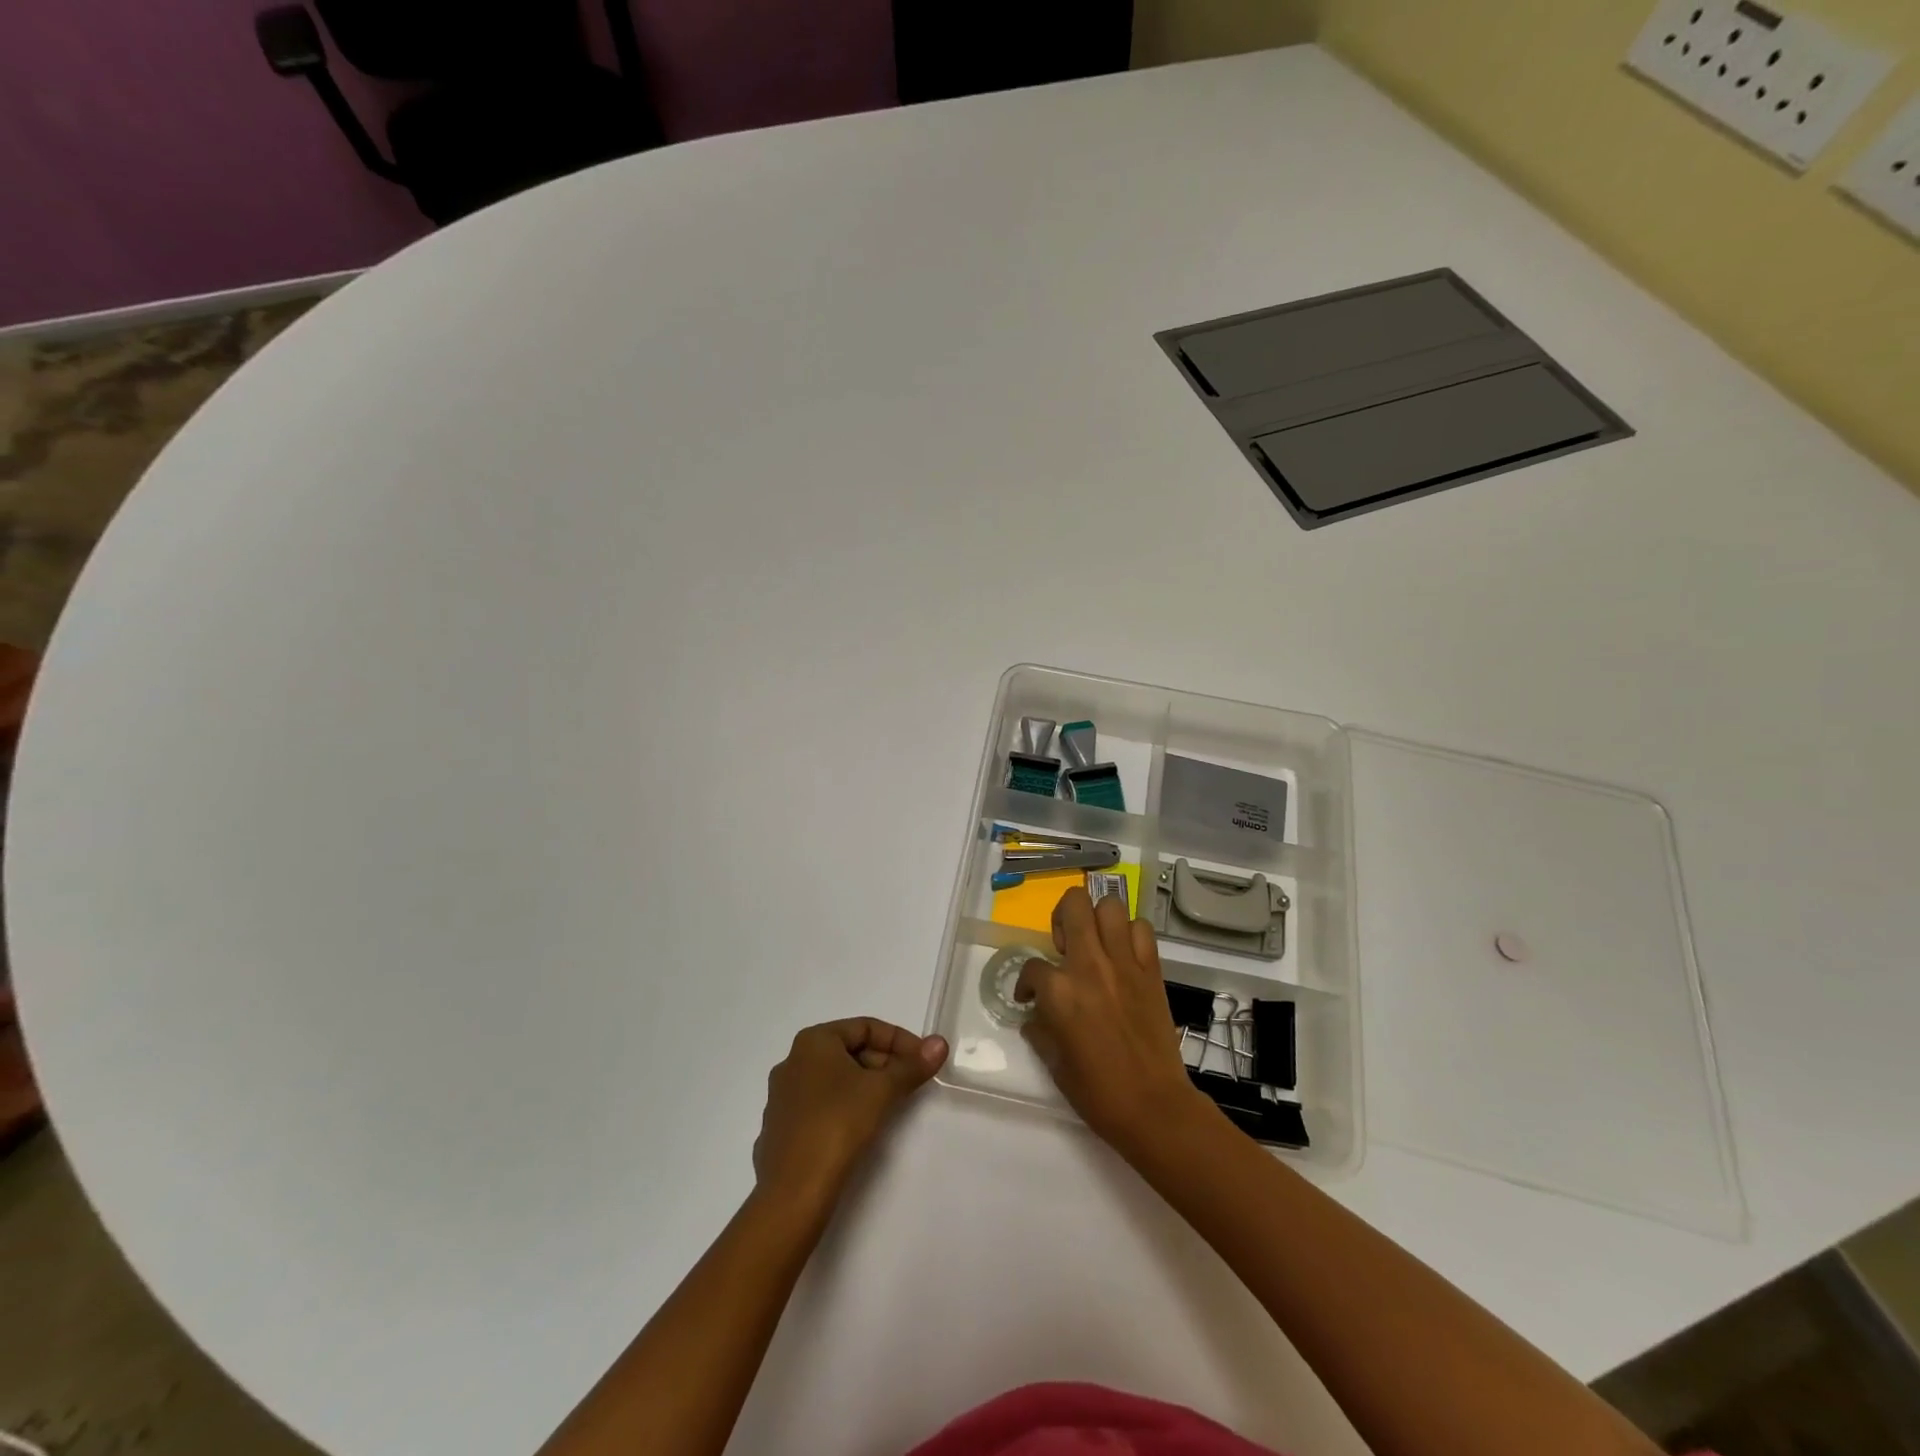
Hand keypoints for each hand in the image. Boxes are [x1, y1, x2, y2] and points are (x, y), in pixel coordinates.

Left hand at [752, 1019, 947, 1211]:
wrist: (792, 1193)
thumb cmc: (837, 1125)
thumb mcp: (882, 1091)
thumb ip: (912, 1066)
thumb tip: (940, 1043)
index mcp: (813, 1041)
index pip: (865, 1027)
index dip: (899, 1040)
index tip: (922, 1060)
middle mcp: (792, 1060)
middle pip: (849, 1051)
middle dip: (884, 1063)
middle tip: (910, 1084)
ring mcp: (783, 1096)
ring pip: (835, 1079)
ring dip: (866, 1085)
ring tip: (891, 1105)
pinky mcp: (781, 1128)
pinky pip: (820, 1105)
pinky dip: (845, 1107)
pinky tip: (860, 1128)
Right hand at [1015, 889, 1211, 1157]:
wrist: (1153, 1106)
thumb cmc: (1098, 1092)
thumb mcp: (1054, 1064)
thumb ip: (1040, 1030)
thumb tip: (1033, 1016)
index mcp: (1059, 991)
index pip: (1032, 967)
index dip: (1026, 983)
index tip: (1029, 999)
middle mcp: (1089, 965)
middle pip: (1073, 905)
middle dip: (1061, 917)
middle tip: (1064, 945)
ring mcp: (1123, 963)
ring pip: (1110, 905)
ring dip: (1098, 918)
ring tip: (1094, 943)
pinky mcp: (1151, 969)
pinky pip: (1142, 930)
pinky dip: (1131, 933)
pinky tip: (1123, 954)